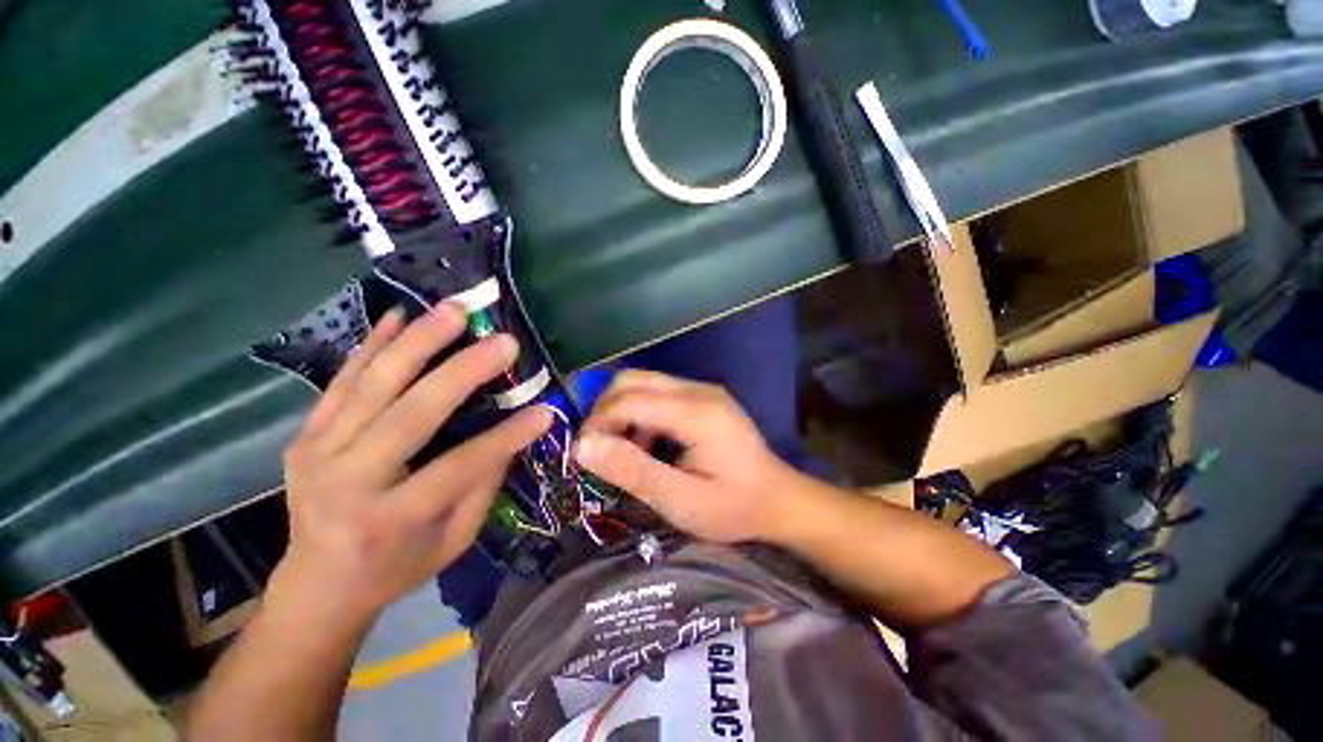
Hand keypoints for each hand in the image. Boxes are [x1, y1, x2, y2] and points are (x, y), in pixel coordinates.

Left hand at [273, 304, 550, 624]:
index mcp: (388, 518)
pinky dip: (371, 345)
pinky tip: (398, 316)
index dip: (507, 437)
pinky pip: (341, 382)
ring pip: (372, 384)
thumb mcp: (453, 541)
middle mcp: (347, 480)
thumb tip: (512, 434)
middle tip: (503, 340)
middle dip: (462, 371)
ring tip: (453, 309)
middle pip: (410, 413)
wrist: (317, 585)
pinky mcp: (305, 434)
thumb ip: (482, 486)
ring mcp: (317, 452)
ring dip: (417, 341)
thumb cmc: (396, 567)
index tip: (546, 410)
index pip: (459, 466)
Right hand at [574, 370, 807, 543]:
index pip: (630, 400)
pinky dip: (640, 412)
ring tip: (622, 449)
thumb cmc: (733, 507)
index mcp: (697, 414)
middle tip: (597, 447)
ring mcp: (703, 390)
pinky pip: (659, 392)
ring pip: (644, 382)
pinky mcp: (704, 397)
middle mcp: (699, 391)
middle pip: (634, 379)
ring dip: (621, 410)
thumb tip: (582, 447)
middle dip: (604, 409)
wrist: (779, 498)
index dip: (597, 422)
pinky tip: (647, 443)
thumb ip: (633, 471)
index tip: (582, 453)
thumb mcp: (680, 500)